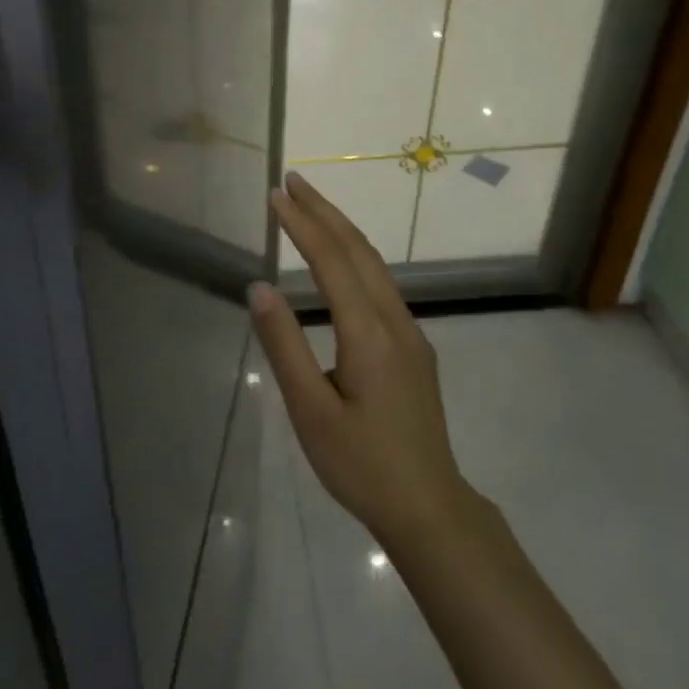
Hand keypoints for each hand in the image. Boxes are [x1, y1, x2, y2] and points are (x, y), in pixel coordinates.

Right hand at [248, 172, 474, 552]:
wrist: (430, 507)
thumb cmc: (362, 465)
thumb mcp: (311, 413)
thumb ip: (285, 346)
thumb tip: (259, 288)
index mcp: (369, 333)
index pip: (331, 260)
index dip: (302, 223)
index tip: (276, 195)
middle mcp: (394, 319)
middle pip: (358, 249)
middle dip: (324, 210)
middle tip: (292, 181)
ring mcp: (410, 331)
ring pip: (374, 263)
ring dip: (341, 228)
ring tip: (311, 206)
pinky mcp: (413, 346)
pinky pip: (381, 282)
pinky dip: (354, 253)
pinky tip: (340, 257)